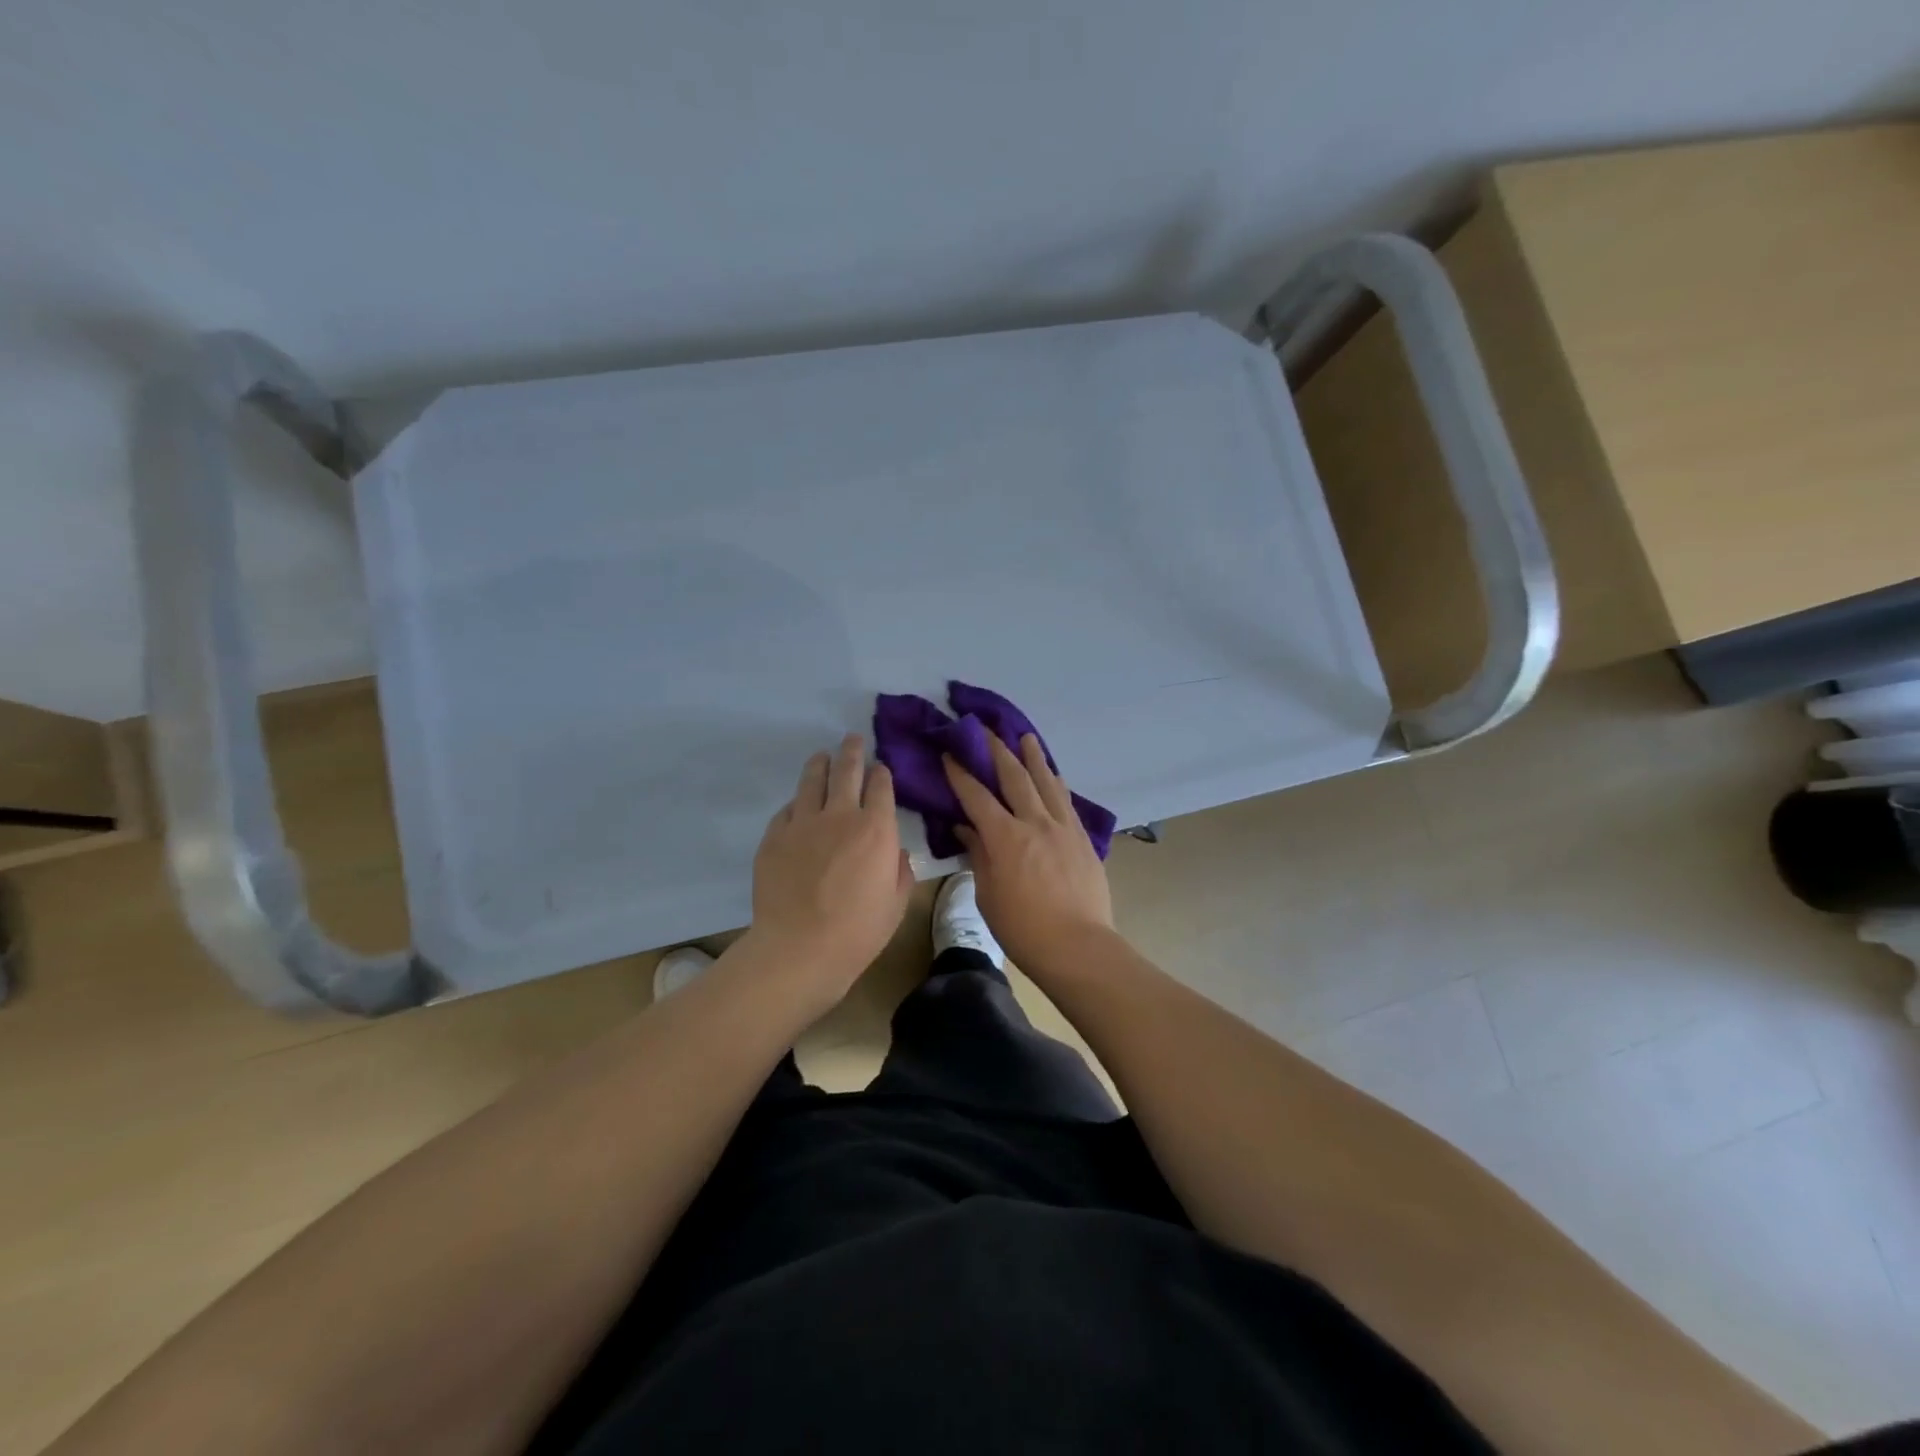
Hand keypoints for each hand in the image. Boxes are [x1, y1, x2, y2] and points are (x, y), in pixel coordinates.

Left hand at [748, 734, 911, 1000]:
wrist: (799, 948)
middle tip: (852, 739)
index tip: (880, 768)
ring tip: (822, 757)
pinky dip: (797, 802)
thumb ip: (901, 871)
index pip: (881, 786)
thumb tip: (896, 852)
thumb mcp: (897, 903)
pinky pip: (788, 809)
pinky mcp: (774, 837)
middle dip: (852, 751)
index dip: (882, 773)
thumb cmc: (858, 931)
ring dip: (820, 765)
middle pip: (847, 771)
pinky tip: (798, 804)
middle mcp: (840, 815)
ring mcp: (803, 823)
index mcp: (876, 828)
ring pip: (812, 781)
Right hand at [943, 734, 1113, 978]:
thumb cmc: (1023, 928)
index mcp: (1005, 837)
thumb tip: (966, 828)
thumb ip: (978, 855)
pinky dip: (1057, 783)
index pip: (977, 796)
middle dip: (997, 751)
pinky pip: (1067, 801)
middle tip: (985, 729)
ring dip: (1033, 757)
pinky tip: (1054, 774)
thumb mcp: (988, 894)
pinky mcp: (1082, 838)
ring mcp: (1063, 827)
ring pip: (1046, 782)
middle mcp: (1034, 822)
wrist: (1078, 946)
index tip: (949, 754)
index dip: (960, 774)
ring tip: (1026, 736)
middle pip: (1014, 777)